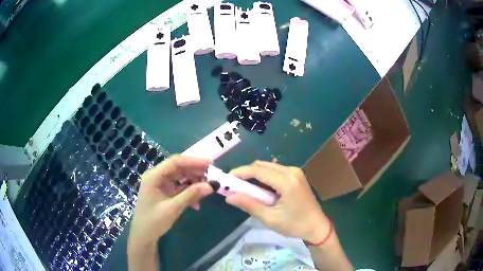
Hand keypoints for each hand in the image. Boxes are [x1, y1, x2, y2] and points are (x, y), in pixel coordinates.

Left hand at [128, 155, 212, 248]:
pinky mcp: (165, 191)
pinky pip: (180, 187)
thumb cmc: (153, 221)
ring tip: (207, 188)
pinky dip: (189, 192)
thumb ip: (190, 195)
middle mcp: (157, 176)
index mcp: (154, 176)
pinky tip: (197, 203)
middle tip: (212, 176)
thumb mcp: (172, 208)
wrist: (144, 235)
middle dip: (195, 171)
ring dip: (194, 182)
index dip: (193, 161)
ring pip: (181, 176)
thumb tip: (211, 186)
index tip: (210, 164)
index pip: (175, 162)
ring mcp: (161, 184)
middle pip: (179, 168)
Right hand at [226, 161, 329, 243]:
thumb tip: (229, 197)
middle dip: (246, 173)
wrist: (317, 226)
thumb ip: (249, 205)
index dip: (240, 172)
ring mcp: (296, 172)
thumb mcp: (270, 218)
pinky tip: (260, 189)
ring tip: (245, 189)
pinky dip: (264, 177)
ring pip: (269, 166)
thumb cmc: (295, 225)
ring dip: (255, 175)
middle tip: (234, 186)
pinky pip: (276, 171)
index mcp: (287, 181)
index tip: (226, 179)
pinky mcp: (297, 175)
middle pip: (262, 165)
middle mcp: (291, 171)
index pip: (257, 170)